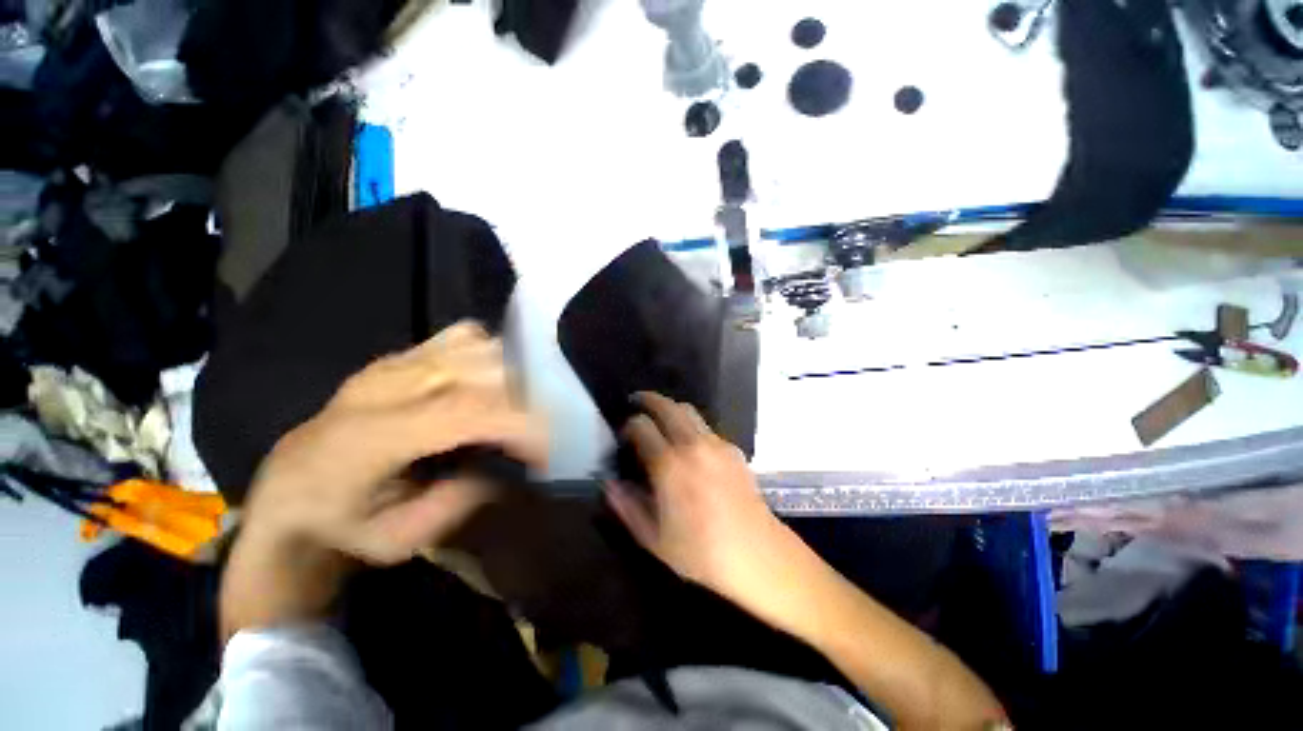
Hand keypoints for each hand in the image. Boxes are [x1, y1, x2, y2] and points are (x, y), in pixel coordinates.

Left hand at [244, 321, 546, 563]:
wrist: (286, 495)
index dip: (516, 423)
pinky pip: (460, 336)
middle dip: (522, 400)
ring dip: (509, 375)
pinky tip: (490, 380)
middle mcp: (381, 388)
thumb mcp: (398, 540)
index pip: (463, 410)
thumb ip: (459, 501)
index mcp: (369, 438)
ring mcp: (389, 365)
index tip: (545, 448)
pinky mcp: (396, 357)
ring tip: (515, 408)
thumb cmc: (339, 527)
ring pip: (475, 347)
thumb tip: (507, 466)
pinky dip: (488, 352)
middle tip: (531, 433)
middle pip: (478, 370)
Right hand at [606, 392, 808, 613]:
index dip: (628, 426)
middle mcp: (691, 445)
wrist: (756, 553)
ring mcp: (715, 443)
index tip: (624, 435)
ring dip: (670, 408)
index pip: (641, 426)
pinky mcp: (732, 449)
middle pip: (666, 406)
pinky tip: (689, 444)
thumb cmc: (700, 551)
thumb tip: (609, 483)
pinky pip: (706, 427)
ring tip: (662, 419)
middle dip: (648, 400)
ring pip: (688, 410)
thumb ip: (627, 507)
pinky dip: (691, 425)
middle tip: (637, 402)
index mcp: (669, 465)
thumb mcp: (653, 538)